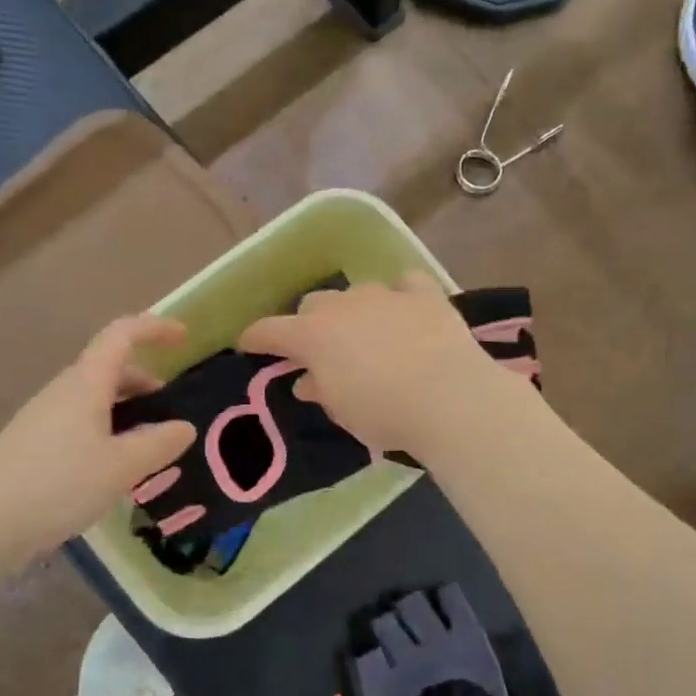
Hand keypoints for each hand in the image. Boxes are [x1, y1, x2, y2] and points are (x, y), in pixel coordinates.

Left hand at [0, 315, 195, 554]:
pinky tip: (113, 467)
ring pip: (93, 398)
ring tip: (147, 443)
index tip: (184, 338)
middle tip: (169, 405)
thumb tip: (184, 427)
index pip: (122, 335)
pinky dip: (105, 430)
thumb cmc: (59, 484)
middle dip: (142, 378)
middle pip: (107, 368)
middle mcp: (63, 391)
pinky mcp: (33, 445)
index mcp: (86, 383)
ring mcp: (43, 418)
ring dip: (124, 408)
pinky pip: (79, 423)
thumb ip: (159, 444)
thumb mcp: (122, 467)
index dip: (154, 328)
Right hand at [238, 272, 516, 457]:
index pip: (270, 330)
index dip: (256, 337)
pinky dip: (401, 294)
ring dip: (355, 309)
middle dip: (311, 322)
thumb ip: (320, 390)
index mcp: (313, 335)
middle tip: (321, 348)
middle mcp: (343, 305)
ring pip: (357, 291)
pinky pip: (405, 283)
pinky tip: (407, 308)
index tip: (248, 344)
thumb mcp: (342, 411)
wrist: (447, 397)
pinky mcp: (423, 294)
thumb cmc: (383, 412)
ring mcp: (384, 294)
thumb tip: (307, 381)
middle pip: (314, 303)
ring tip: (367, 332)